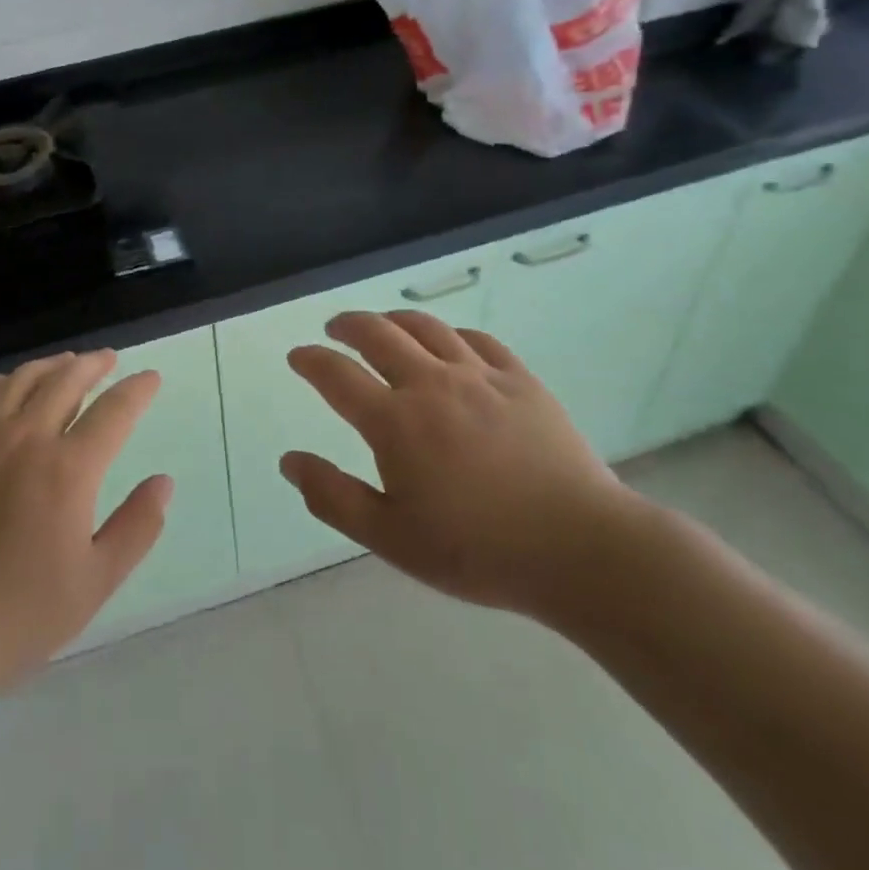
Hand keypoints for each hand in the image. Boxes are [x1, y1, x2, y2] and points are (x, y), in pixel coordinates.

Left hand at [0, 351, 171, 704]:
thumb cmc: (21, 612)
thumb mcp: (96, 581)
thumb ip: (137, 526)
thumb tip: (163, 482)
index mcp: (68, 469)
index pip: (114, 410)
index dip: (138, 389)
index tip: (151, 379)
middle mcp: (26, 438)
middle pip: (66, 380)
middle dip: (95, 365)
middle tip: (110, 360)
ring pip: (21, 380)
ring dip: (51, 366)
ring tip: (67, 364)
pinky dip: (0, 384)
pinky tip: (7, 387)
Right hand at [280, 311, 639, 621]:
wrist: (579, 549)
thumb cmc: (477, 550)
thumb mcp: (391, 538)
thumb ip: (333, 497)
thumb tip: (289, 462)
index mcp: (395, 422)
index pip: (336, 375)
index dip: (310, 361)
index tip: (298, 356)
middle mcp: (431, 384)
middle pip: (378, 333)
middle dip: (348, 325)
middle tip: (335, 328)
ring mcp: (479, 376)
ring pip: (426, 326)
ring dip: (394, 319)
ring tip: (382, 324)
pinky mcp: (520, 379)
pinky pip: (476, 339)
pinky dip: (449, 333)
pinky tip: (447, 343)